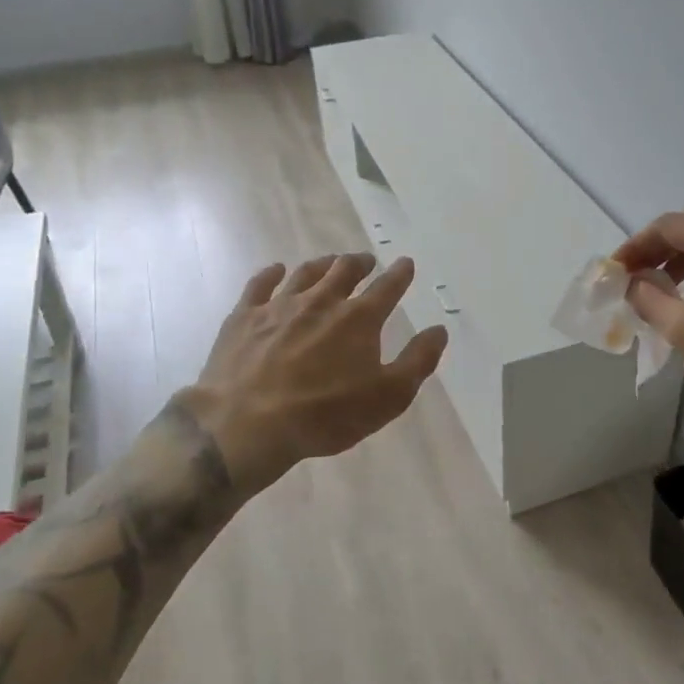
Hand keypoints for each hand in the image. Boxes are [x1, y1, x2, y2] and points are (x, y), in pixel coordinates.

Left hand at [178, 253, 449, 492]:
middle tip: (365, 261)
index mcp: (359, 319)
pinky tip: (276, 270)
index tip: (405, 263)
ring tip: (330, 262)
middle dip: (359, 262)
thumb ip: (417, 361)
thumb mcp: (388, 397)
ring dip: (323, 264)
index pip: (387, 287)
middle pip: (344, 270)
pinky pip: (260, 284)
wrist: (249, 423)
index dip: (400, 274)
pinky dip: (271, 273)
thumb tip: (438, 330)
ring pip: (306, 272)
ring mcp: (280, 305)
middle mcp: (322, 301)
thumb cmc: (325, 415)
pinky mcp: (245, 316)